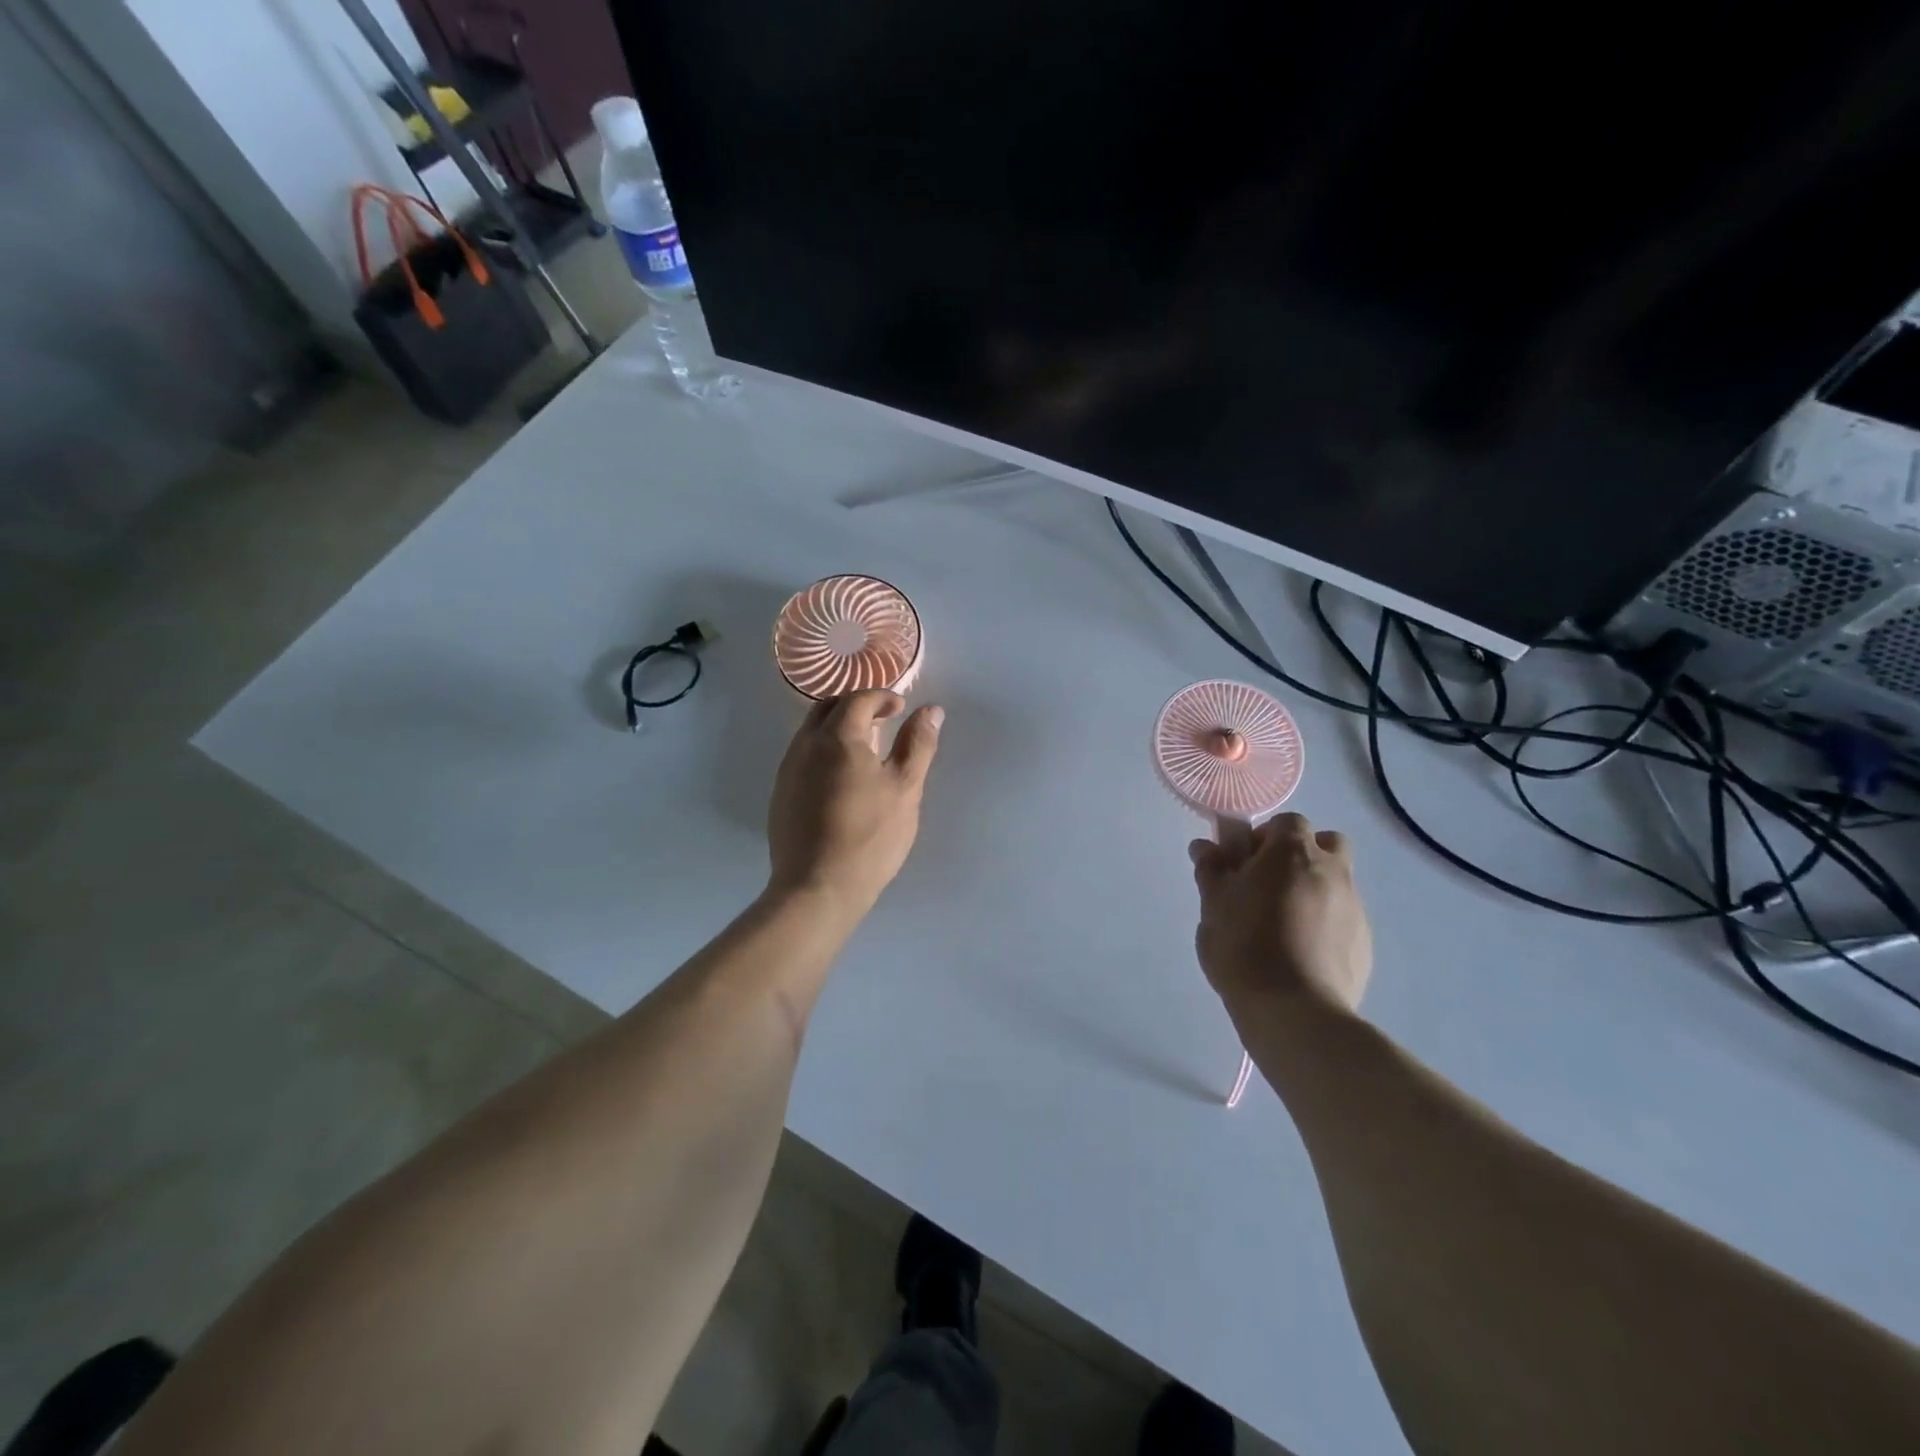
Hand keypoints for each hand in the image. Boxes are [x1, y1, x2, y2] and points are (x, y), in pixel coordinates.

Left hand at [766, 690, 942, 917]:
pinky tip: (842, 779)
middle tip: (883, 720)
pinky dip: (824, 751)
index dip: (882, 697)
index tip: (901, 708)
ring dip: (838, 727)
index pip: (858, 699)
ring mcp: (788, 770)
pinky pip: (803, 756)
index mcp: (837, 737)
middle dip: (856, 705)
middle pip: (827, 707)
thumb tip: (931, 710)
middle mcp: (805, 745)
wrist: (817, 887)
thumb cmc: (870, 835)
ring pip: (811, 731)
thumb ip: (918, 744)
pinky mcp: (782, 795)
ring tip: (866, 749)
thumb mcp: (905, 787)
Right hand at [1190, 812, 1371, 1018]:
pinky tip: (1301, 951)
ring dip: (1314, 888)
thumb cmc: (1244, 945)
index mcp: (1293, 853)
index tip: (1244, 862)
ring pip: (1338, 881)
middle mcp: (1332, 871)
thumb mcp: (1213, 904)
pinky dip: (1326, 922)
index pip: (1287, 822)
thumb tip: (1205, 846)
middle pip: (1326, 843)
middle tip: (1270, 883)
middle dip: (1302, 854)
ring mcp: (1355, 908)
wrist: (1293, 1010)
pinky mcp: (1365, 944)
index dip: (1265, 836)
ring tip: (1283, 922)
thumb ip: (1211, 869)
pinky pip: (1344, 918)